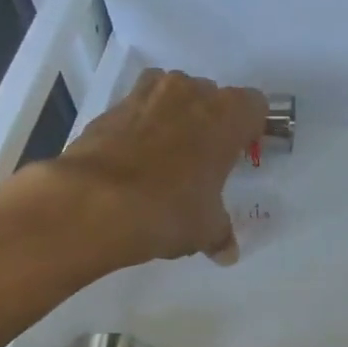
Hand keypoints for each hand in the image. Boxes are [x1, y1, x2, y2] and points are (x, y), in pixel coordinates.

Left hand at [16, 69, 266, 267]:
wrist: (93, 203)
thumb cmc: (169, 209)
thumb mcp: (205, 229)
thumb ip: (221, 234)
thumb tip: (227, 254)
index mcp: (226, 115)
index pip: (254, 105)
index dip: (249, 128)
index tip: (239, 152)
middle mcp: (190, 92)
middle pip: (211, 96)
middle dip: (210, 121)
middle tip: (203, 159)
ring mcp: (147, 95)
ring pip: (172, 94)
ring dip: (173, 115)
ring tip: (166, 154)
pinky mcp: (111, 107)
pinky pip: (137, 108)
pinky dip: (139, 126)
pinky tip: (134, 159)